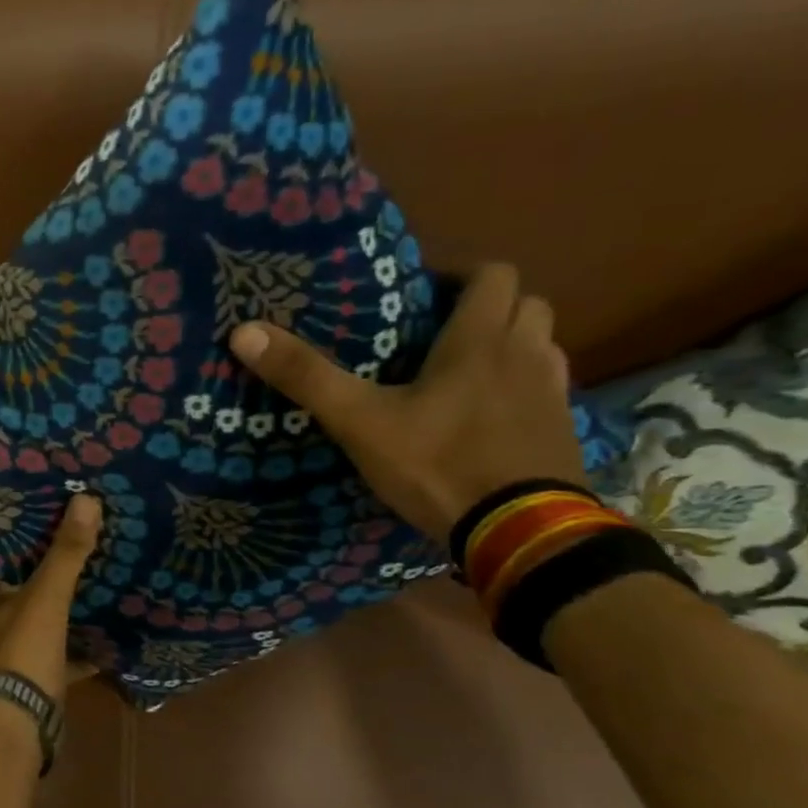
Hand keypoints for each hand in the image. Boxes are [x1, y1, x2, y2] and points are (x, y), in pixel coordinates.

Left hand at [0, 493, 101, 698]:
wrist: (26, 718)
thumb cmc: (25, 649)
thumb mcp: (46, 595)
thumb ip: (66, 552)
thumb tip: (86, 499)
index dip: (6, 535)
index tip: (27, 510)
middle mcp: (3, 620)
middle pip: (21, 586)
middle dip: (43, 565)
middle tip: (72, 534)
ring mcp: (24, 649)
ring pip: (46, 618)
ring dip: (66, 602)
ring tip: (95, 573)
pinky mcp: (46, 673)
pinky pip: (69, 653)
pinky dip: (87, 646)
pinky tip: (111, 632)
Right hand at [230, 264, 584, 544]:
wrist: (518, 532)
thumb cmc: (436, 464)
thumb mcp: (358, 422)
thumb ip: (305, 377)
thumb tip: (243, 332)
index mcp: (480, 340)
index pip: (492, 274)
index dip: (460, 276)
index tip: (423, 296)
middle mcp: (526, 354)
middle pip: (526, 304)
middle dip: (488, 308)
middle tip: (440, 335)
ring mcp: (553, 394)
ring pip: (541, 346)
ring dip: (510, 346)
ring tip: (465, 374)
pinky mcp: (564, 431)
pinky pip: (547, 390)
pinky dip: (522, 390)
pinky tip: (489, 419)